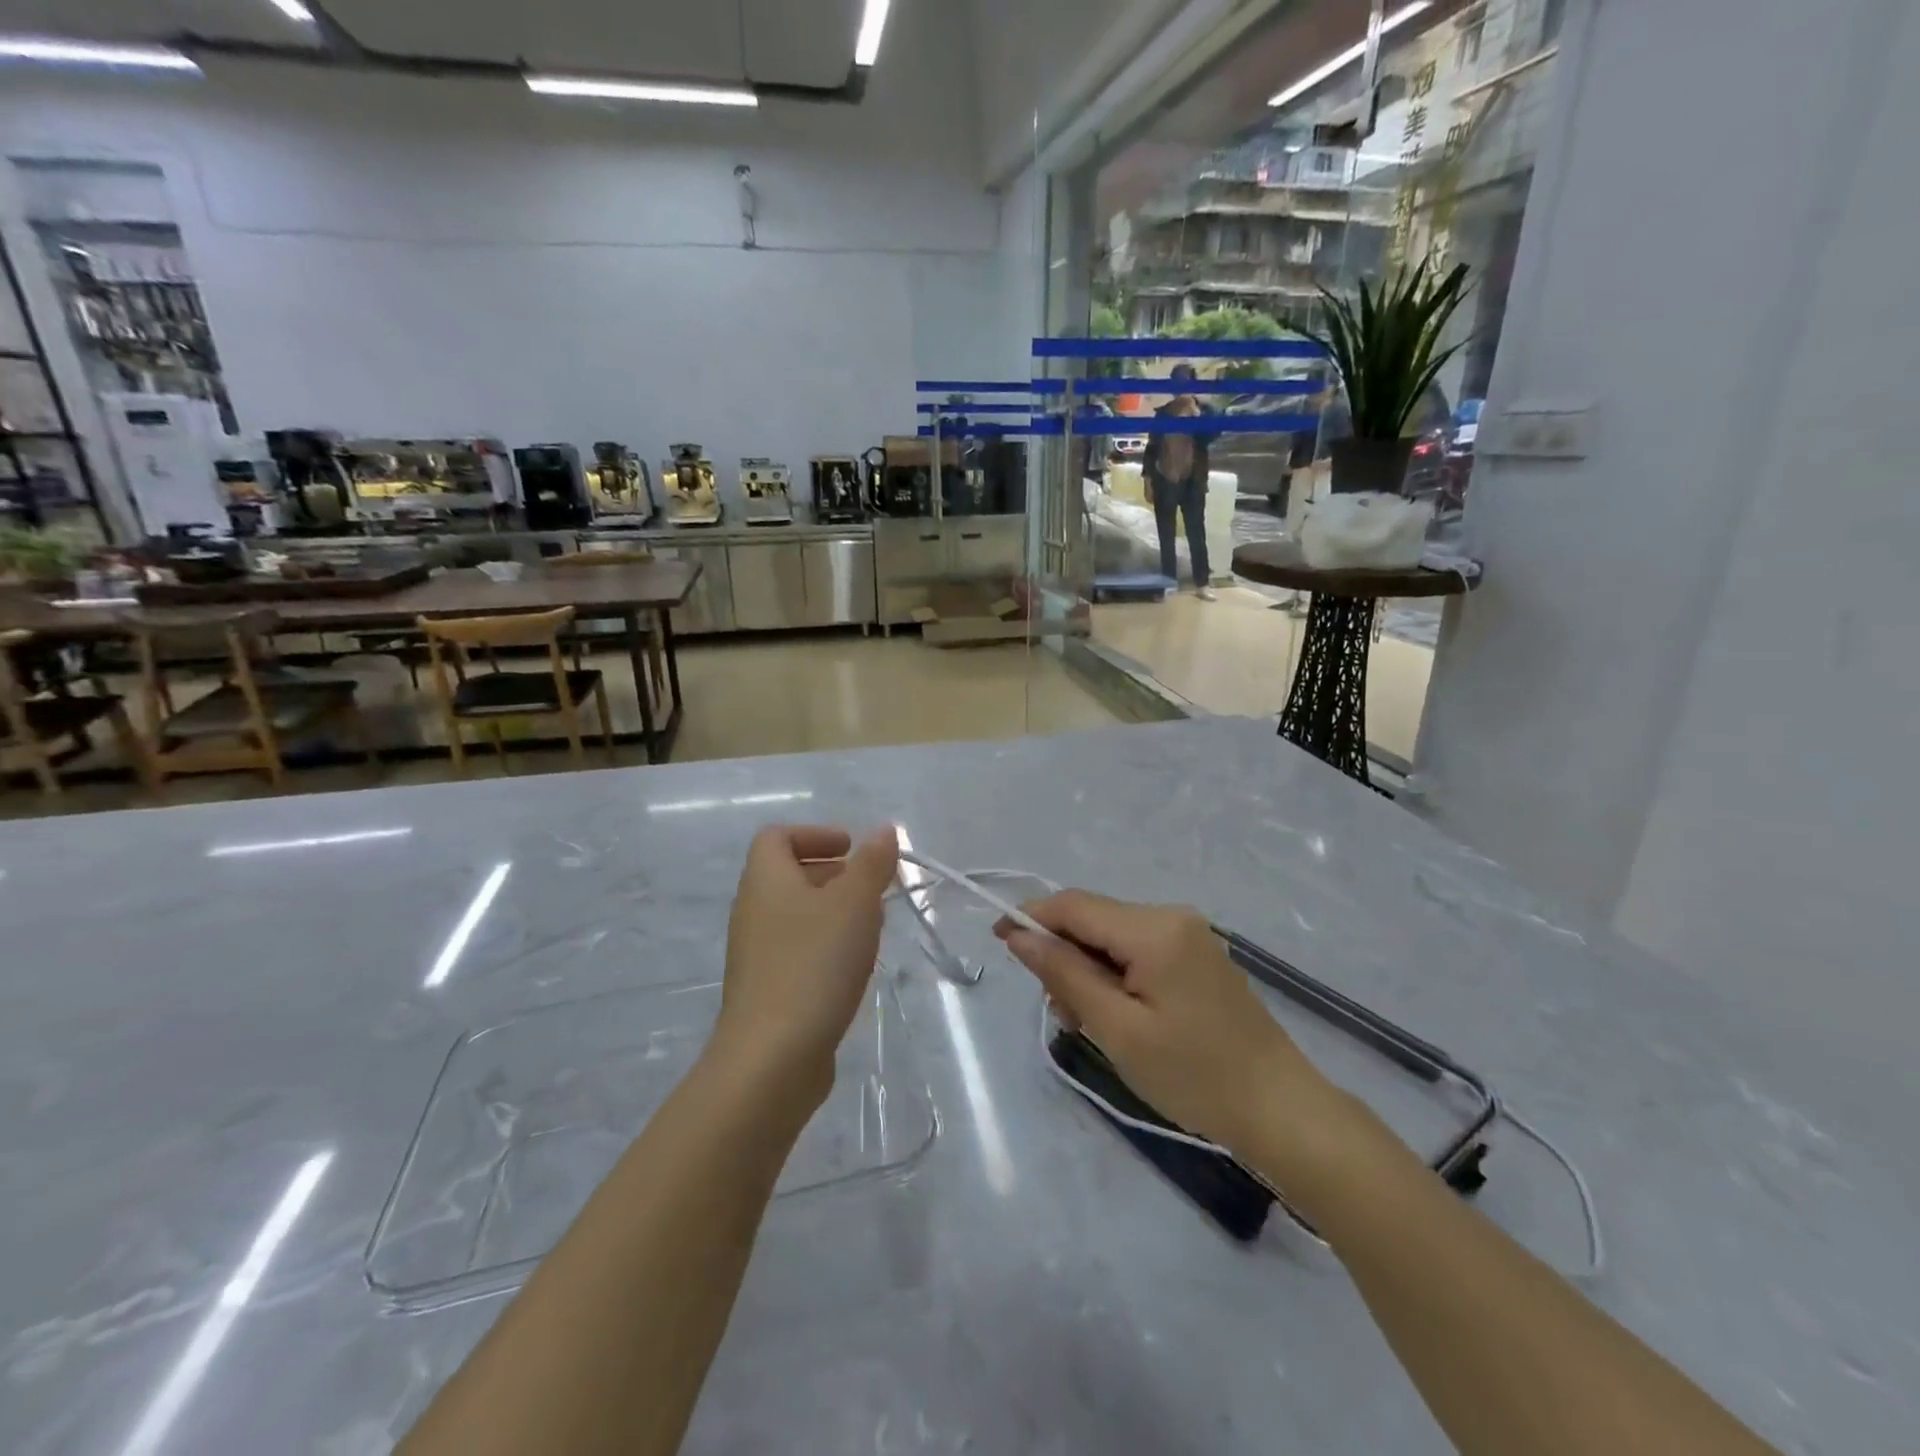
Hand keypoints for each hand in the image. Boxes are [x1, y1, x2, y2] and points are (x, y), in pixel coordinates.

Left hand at [713, 825, 898, 1108]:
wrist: (771, 1059)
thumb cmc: (813, 965)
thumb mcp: (854, 904)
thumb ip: (871, 864)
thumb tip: (883, 830)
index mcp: (765, 880)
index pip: (777, 837)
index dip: (815, 834)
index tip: (852, 849)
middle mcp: (753, 911)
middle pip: (788, 875)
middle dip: (833, 874)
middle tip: (872, 888)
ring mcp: (756, 954)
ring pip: (796, 915)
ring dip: (834, 912)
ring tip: (871, 927)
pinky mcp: (766, 991)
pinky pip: (797, 950)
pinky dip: (825, 946)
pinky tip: (853, 968)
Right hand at [995, 891, 1339, 1165]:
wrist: (1281, 1110)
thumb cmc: (1194, 1075)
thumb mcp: (1117, 1029)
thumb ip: (1065, 973)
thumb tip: (1019, 934)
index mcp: (1154, 929)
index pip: (1074, 905)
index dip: (1031, 916)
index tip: (997, 941)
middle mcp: (1171, 916)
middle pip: (1093, 919)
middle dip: (1064, 956)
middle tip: (1064, 1015)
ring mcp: (1189, 934)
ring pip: (1113, 936)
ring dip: (1089, 971)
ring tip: (1092, 1025)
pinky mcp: (1197, 956)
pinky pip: (1138, 950)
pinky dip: (1116, 975)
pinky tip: (1119, 1016)